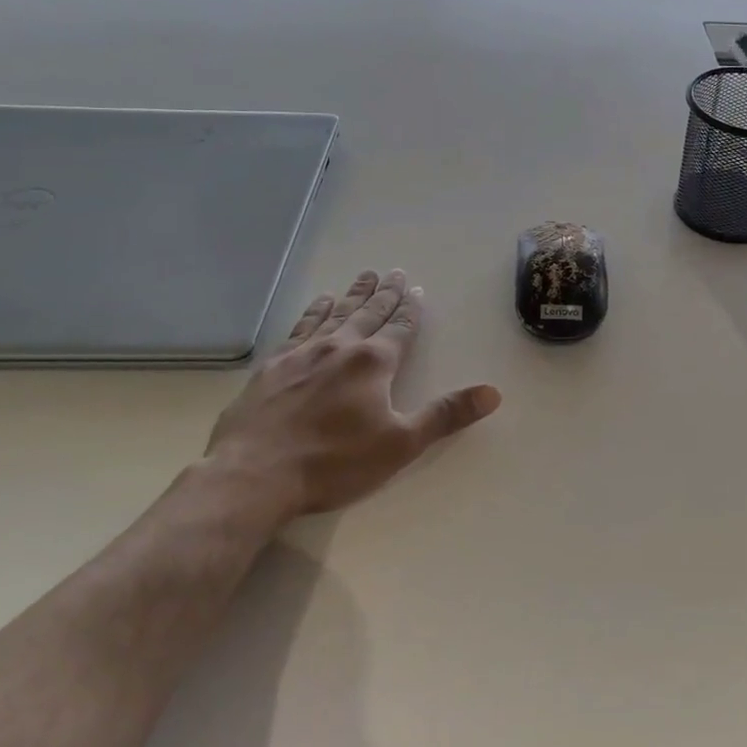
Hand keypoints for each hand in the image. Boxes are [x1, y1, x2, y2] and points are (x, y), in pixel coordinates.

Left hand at [205, 269, 500, 525]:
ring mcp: (302, 354)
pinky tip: (316, 305)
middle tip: (394, 272)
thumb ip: (445, 415)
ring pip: (334, 314)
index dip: (411, 310)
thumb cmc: (333, 462)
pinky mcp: (272, 367)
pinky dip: (312, 312)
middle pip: (368, 313)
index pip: (400, 329)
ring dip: (352, 295)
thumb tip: (493, 392)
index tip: (417, 290)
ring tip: (364, 277)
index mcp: (373, 363)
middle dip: (385, 294)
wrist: (252, 475)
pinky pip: (299, 328)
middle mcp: (339, 347)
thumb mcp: (400, 444)